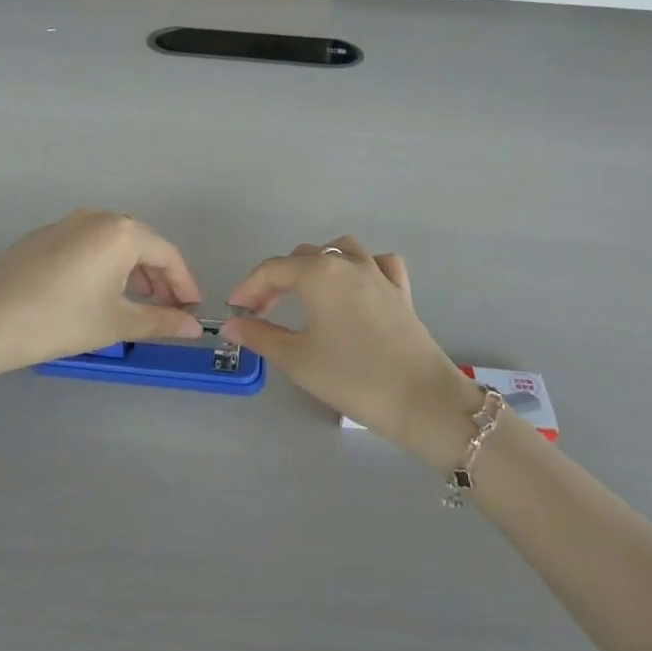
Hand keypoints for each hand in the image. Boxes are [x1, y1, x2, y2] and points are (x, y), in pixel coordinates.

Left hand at [0, 209, 202, 379]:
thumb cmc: (59, 320)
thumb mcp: (116, 324)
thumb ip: (161, 321)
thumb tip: (195, 327)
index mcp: (121, 232)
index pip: (167, 254)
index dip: (184, 284)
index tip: (192, 311)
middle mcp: (97, 217)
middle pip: (141, 244)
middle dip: (159, 278)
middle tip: (168, 310)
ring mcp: (67, 223)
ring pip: (113, 243)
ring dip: (132, 271)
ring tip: (136, 304)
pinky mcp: (44, 236)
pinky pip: (88, 245)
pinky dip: (104, 266)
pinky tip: (97, 293)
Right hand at [224, 238, 484, 472]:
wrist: (419, 399)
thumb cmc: (351, 377)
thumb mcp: (296, 359)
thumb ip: (260, 336)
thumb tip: (232, 325)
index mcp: (318, 274)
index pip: (272, 270)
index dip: (248, 288)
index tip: (234, 310)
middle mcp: (347, 264)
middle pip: (303, 258)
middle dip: (277, 280)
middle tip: (262, 311)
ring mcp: (378, 274)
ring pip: (341, 251)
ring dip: (318, 264)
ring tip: (305, 291)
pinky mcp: (401, 292)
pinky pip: (379, 264)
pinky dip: (362, 267)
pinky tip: (355, 286)